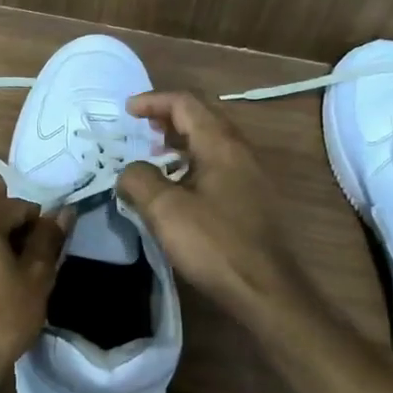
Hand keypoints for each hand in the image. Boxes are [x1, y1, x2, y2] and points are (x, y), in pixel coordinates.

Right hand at [117, 91, 308, 319]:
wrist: (265, 290)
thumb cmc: (214, 244)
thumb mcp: (165, 210)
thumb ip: (140, 180)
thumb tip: (130, 171)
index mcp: (221, 145)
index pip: (185, 103)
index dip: (153, 101)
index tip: (126, 111)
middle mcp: (240, 152)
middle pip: (201, 119)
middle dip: (167, 119)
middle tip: (139, 130)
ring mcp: (249, 177)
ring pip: (210, 145)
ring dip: (179, 143)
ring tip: (153, 158)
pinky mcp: (251, 201)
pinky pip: (216, 167)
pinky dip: (191, 165)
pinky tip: (176, 190)